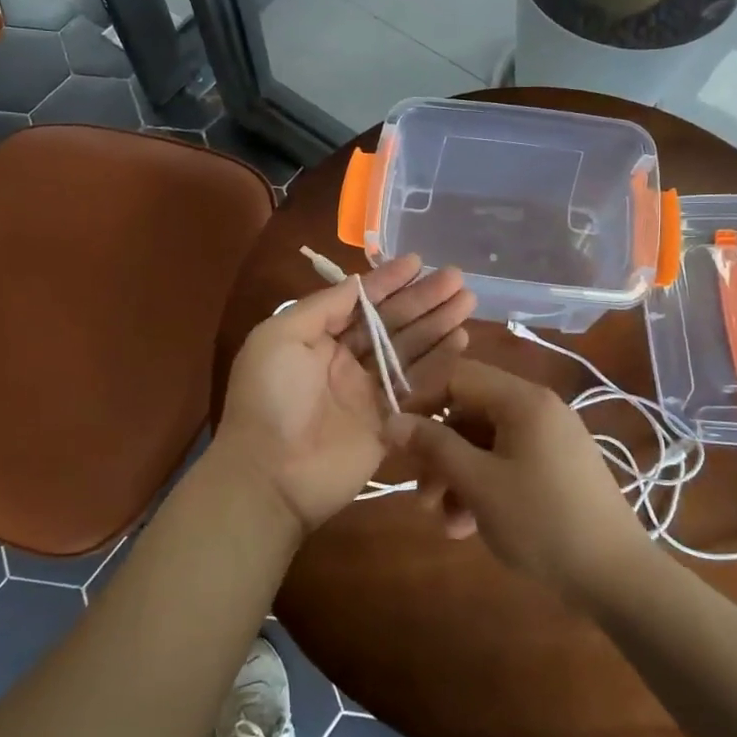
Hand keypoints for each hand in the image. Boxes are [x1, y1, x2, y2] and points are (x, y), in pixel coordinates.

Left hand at [214, 255, 473, 538]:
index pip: (359, 302)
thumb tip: (358, 283)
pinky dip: (441, 364)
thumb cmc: (269, 397)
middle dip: (422, 300)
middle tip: (457, 278)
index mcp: (316, 338)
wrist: (270, 475)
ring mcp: (369, 392)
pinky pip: (419, 388)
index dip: (388, 281)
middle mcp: (345, 361)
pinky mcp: (390, 422)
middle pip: (391, 324)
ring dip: (438, 325)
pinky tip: (462, 341)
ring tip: (467, 301)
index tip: (419, 261)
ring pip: (410, 350)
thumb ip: (321, 307)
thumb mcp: (279, 337)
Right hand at [387, 360, 650, 601]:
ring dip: (457, 477)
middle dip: (438, 453)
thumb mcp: (479, 483)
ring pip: (486, 443)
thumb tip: (392, 420)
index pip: (458, 376)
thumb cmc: (542, 522)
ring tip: (444, 522)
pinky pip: (508, 463)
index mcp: (523, 400)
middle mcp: (538, 409)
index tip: (396, 439)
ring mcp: (551, 439)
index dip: (421, 401)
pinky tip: (469, 527)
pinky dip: (484, 487)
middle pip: (470, 413)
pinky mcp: (558, 468)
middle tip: (420, 494)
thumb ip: (433, 446)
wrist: (618, 577)